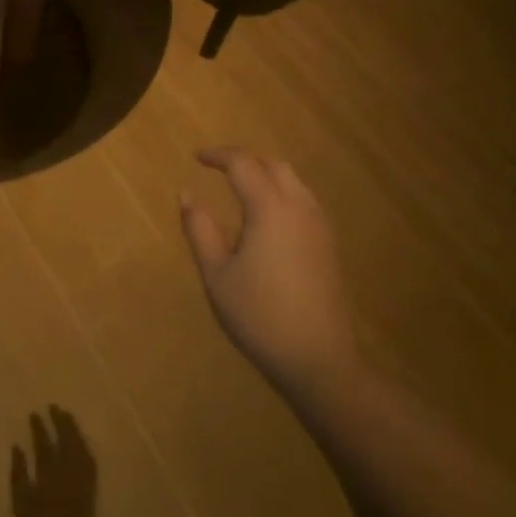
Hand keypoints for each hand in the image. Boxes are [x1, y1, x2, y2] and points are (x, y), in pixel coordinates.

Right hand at [10, 407, 96, 516]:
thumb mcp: (20, 506)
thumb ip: (19, 474)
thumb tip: (17, 446)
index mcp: (49, 480)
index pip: (45, 445)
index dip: (40, 428)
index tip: (34, 413)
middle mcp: (69, 478)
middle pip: (67, 442)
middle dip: (60, 422)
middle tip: (53, 407)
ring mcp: (83, 485)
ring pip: (81, 450)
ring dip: (74, 431)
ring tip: (66, 416)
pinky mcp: (92, 494)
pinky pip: (91, 464)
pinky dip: (85, 448)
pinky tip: (80, 441)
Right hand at [178, 148, 358, 393]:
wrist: (318, 360)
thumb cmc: (259, 316)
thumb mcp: (217, 274)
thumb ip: (199, 229)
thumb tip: (186, 195)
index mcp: (270, 209)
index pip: (243, 164)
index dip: (218, 156)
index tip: (196, 157)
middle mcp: (299, 208)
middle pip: (273, 165)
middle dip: (244, 159)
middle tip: (217, 168)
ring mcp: (319, 227)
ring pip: (293, 181)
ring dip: (265, 174)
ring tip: (240, 186)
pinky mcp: (329, 245)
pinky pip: (304, 201)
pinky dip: (281, 192)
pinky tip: (266, 215)